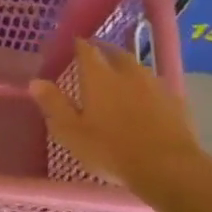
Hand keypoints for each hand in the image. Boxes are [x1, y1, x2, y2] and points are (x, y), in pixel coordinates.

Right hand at [29, 41, 211, 208]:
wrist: (169, 168)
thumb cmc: (111, 150)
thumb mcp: (72, 132)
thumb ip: (53, 104)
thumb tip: (36, 81)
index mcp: (99, 77)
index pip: (86, 49)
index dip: (78, 44)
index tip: (73, 44)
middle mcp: (128, 72)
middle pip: (115, 53)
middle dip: (104, 52)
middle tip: (95, 59)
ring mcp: (155, 85)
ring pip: (137, 68)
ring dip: (126, 68)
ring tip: (119, 78)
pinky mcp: (176, 100)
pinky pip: (156, 86)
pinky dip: (146, 88)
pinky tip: (145, 101)